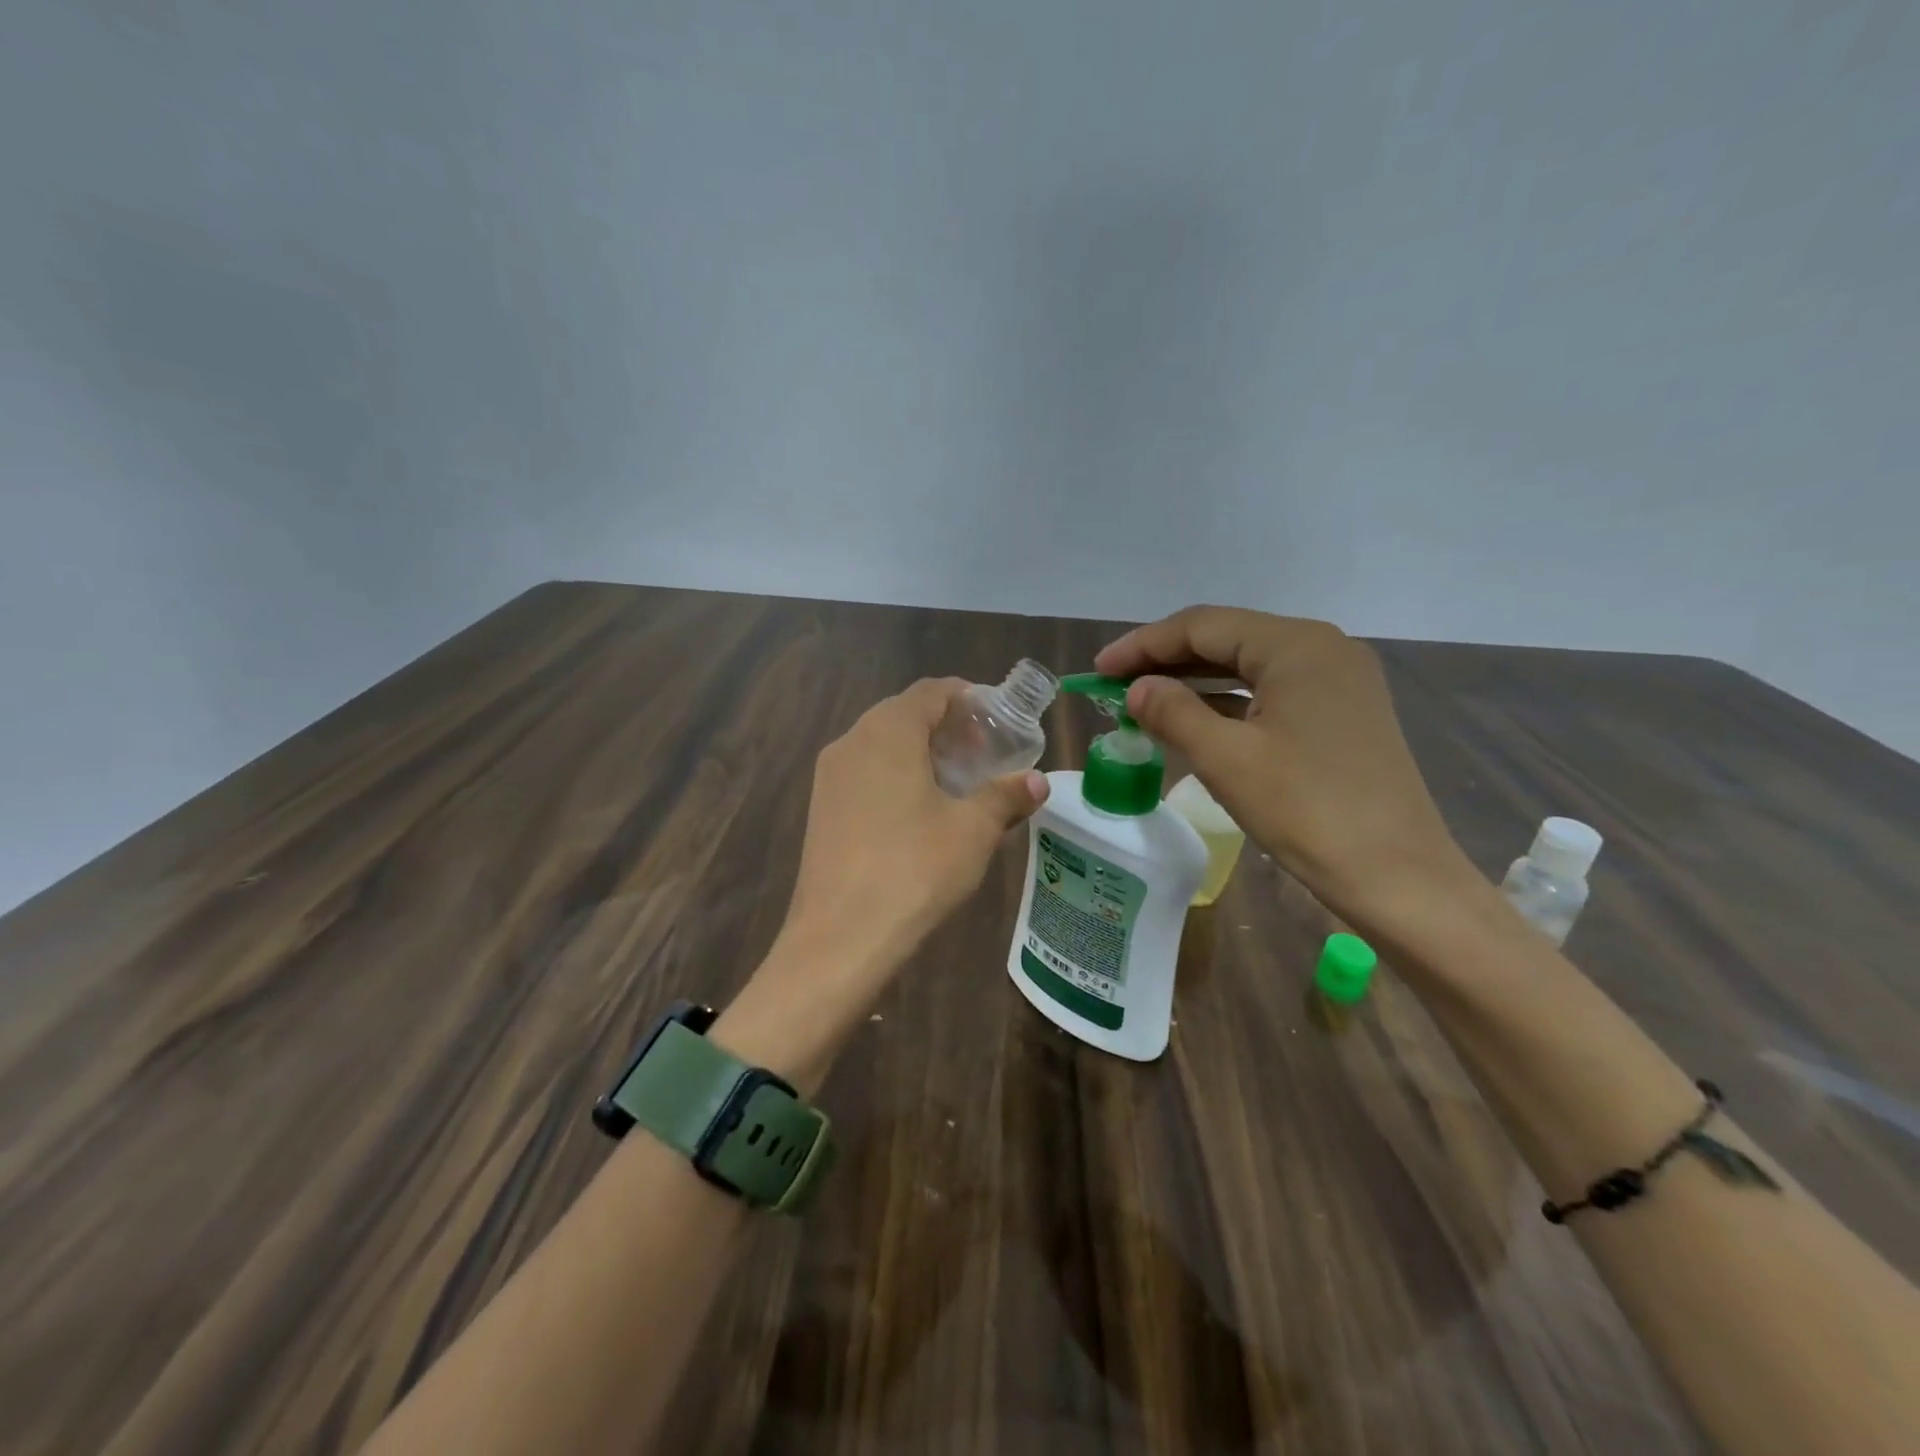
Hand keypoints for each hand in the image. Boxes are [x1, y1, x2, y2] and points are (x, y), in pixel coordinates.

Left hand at [782, 677, 1048, 980]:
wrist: (840, 936)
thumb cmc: (915, 869)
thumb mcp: (973, 830)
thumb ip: (1006, 796)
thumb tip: (1037, 782)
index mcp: (888, 731)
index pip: (931, 691)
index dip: (968, 698)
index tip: (998, 720)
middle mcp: (852, 740)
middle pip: (904, 713)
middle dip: (947, 727)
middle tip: (984, 754)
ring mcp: (829, 775)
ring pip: (882, 744)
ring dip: (921, 752)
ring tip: (956, 783)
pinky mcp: (820, 808)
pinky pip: (864, 772)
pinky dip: (896, 775)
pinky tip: (919, 812)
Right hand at [1096, 606, 1475, 933]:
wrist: (1399, 877)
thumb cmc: (1309, 811)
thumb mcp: (1227, 760)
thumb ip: (1173, 713)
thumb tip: (1137, 689)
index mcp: (1296, 646)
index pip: (1202, 626)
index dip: (1143, 645)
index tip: (1098, 671)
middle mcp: (1322, 649)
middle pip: (1226, 639)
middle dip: (1166, 660)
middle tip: (1115, 686)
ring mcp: (1337, 681)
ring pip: (1247, 667)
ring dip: (1194, 682)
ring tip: (1144, 702)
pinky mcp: (1341, 713)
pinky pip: (1270, 693)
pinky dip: (1227, 703)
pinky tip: (1194, 721)